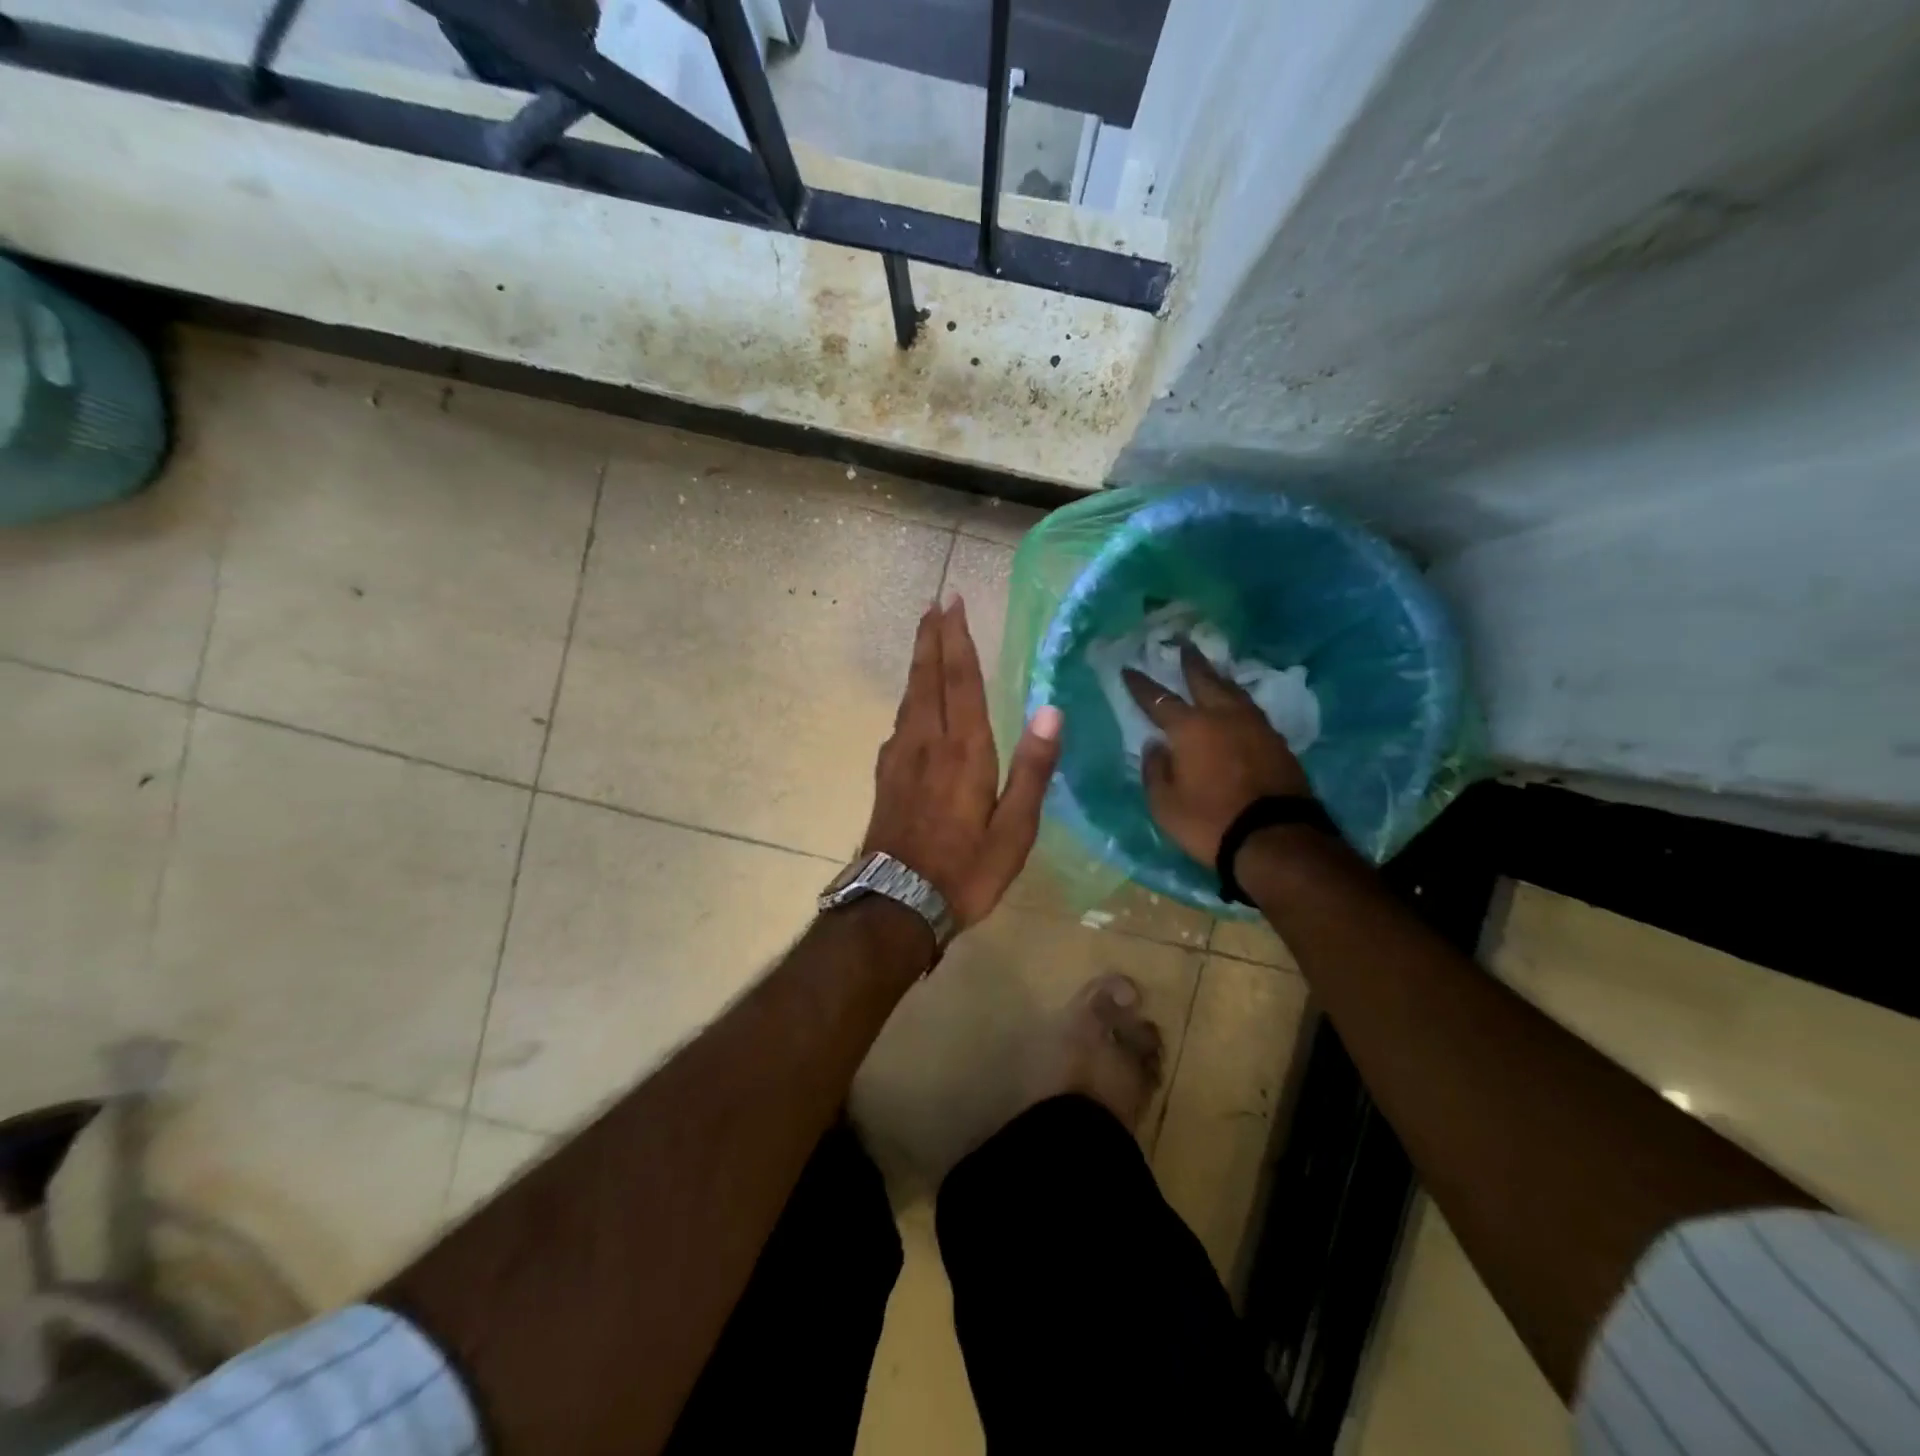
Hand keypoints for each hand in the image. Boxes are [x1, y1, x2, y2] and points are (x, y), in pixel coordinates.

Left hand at [864, 597, 1063, 927]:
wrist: (896, 903)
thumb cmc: (965, 870)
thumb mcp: (1014, 830)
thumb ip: (1032, 769)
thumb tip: (1051, 710)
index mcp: (964, 751)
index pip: (961, 681)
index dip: (958, 640)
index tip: (952, 603)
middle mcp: (927, 743)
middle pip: (927, 679)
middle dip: (931, 638)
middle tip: (933, 605)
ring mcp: (901, 758)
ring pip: (909, 697)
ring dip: (918, 663)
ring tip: (924, 639)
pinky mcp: (886, 776)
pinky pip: (899, 722)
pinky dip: (909, 699)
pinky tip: (912, 705)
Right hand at [1123, 642, 1311, 863]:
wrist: (1276, 838)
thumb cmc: (1210, 821)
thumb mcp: (1165, 804)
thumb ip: (1156, 771)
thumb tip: (1155, 746)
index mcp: (1189, 729)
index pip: (1158, 699)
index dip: (1141, 684)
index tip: (1128, 668)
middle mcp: (1223, 717)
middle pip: (1204, 680)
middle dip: (1190, 661)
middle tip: (1183, 642)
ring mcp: (1255, 726)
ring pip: (1233, 691)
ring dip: (1218, 677)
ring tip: (1211, 669)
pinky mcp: (1277, 741)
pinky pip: (1251, 709)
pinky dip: (1238, 700)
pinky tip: (1237, 704)